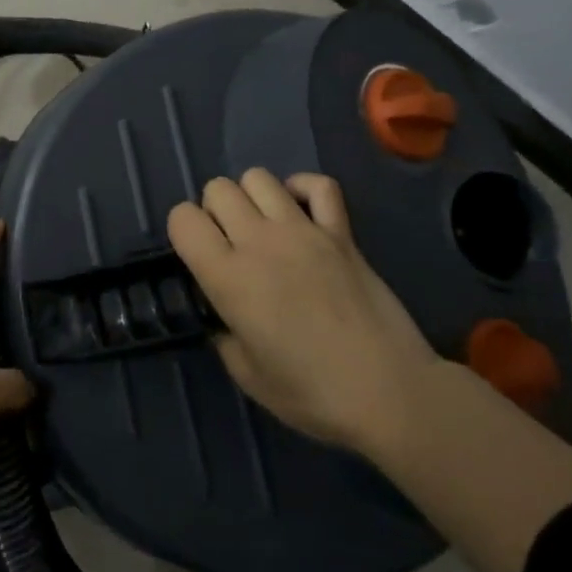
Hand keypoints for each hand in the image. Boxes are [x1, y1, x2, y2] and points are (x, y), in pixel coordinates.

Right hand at [167, 170, 438, 454]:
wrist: (389, 392)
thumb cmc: (312, 394)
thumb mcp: (247, 375)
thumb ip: (223, 334)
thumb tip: (222, 313)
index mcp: (228, 277)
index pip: (183, 218)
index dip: (183, 231)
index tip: (198, 257)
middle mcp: (260, 241)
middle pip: (218, 189)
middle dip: (214, 211)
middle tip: (230, 246)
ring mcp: (304, 230)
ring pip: (259, 177)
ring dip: (252, 198)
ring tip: (263, 229)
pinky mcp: (341, 232)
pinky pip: (319, 185)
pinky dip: (303, 189)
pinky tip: (301, 214)